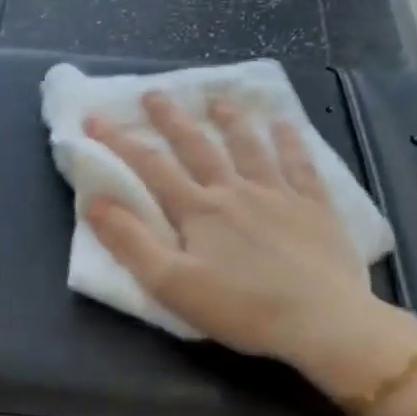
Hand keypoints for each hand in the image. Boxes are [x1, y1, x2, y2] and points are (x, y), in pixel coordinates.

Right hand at [85, 92, 416, 405]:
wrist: (322, 322)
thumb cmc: (241, 308)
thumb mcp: (170, 283)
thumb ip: (130, 242)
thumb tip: (94, 202)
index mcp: (197, 211)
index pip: (150, 167)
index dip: (120, 141)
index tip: (95, 119)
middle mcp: (234, 191)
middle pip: (198, 146)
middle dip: (171, 119)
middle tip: (154, 93)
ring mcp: (278, 194)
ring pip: (249, 146)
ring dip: (230, 120)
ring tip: (217, 99)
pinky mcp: (315, 207)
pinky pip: (300, 164)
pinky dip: (289, 141)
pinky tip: (284, 124)